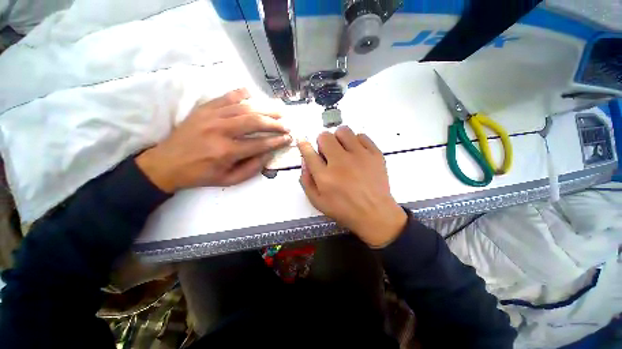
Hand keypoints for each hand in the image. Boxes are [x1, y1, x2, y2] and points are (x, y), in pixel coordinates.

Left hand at [136, 89, 291, 191]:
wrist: (167, 163)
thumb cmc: (201, 174)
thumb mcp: (229, 180)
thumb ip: (251, 169)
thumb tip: (268, 155)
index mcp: (227, 151)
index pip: (260, 143)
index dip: (277, 141)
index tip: (288, 138)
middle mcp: (221, 130)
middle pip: (255, 122)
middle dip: (275, 123)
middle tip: (286, 124)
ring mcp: (211, 116)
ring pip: (244, 107)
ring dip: (264, 108)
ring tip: (277, 110)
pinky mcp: (203, 109)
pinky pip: (225, 97)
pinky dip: (239, 93)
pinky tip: (251, 93)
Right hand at [298, 126, 406, 247]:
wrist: (375, 214)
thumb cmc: (344, 210)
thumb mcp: (318, 202)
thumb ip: (307, 181)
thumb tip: (305, 161)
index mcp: (325, 176)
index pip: (309, 153)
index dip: (303, 145)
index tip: (302, 141)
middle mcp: (341, 162)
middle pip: (325, 136)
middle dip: (322, 142)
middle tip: (328, 153)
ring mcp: (360, 156)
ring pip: (343, 131)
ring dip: (338, 139)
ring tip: (343, 150)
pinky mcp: (375, 154)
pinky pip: (361, 136)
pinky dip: (356, 142)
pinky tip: (357, 153)